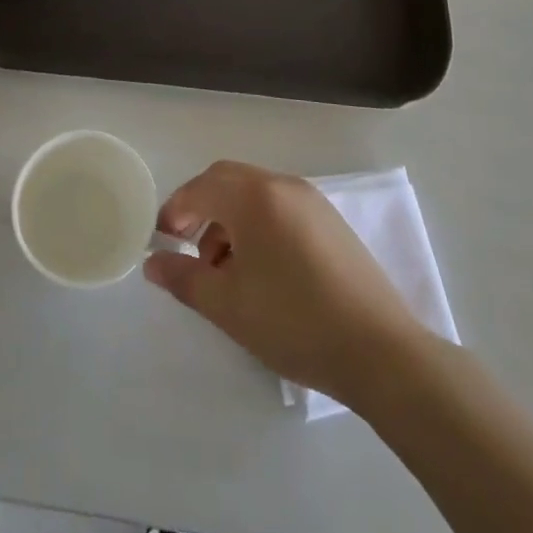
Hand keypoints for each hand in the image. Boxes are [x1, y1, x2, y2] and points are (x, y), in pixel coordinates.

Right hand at [144, 160, 427, 405]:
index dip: (175, 211)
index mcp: (255, 197)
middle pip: (227, 181)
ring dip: (230, 219)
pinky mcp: (331, 222)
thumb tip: (152, 263)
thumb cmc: (294, 322)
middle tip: (188, 249)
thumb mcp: (227, 306)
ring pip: (255, 194)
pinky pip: (280, 208)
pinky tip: (262, 271)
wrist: (380, 351)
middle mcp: (283, 186)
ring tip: (225, 271)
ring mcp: (312, 201)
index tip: (163, 242)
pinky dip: (258, 226)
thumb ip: (184, 278)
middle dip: (201, 209)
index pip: (201, 187)